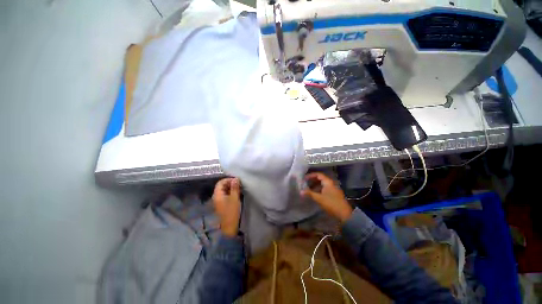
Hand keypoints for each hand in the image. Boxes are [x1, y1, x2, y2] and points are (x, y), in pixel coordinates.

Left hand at [212, 178, 241, 236]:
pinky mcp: (222, 204)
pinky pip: (226, 195)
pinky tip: (237, 193)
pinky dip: (231, 192)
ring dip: (231, 188)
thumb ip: (235, 188)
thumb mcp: (234, 198)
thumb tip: (236, 178)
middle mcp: (216, 197)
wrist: (229, 227)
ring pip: (224, 190)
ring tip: (239, 188)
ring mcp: (219, 201)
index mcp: (217, 195)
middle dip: (230, 183)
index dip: (228, 179)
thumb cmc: (231, 212)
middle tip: (239, 184)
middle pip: (222, 186)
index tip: (236, 180)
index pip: (220, 182)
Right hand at [301, 172, 352, 222]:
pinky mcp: (334, 195)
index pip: (318, 175)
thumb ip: (310, 194)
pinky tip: (315, 195)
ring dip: (315, 186)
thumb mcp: (319, 198)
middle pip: (320, 179)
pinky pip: (325, 189)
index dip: (311, 175)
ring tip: (308, 190)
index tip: (304, 179)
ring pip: (323, 185)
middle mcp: (331, 184)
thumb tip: (301, 191)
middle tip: (305, 184)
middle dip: (312, 181)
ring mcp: (334, 189)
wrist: (344, 214)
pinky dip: (319, 190)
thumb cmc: (331, 204)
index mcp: (328, 182)